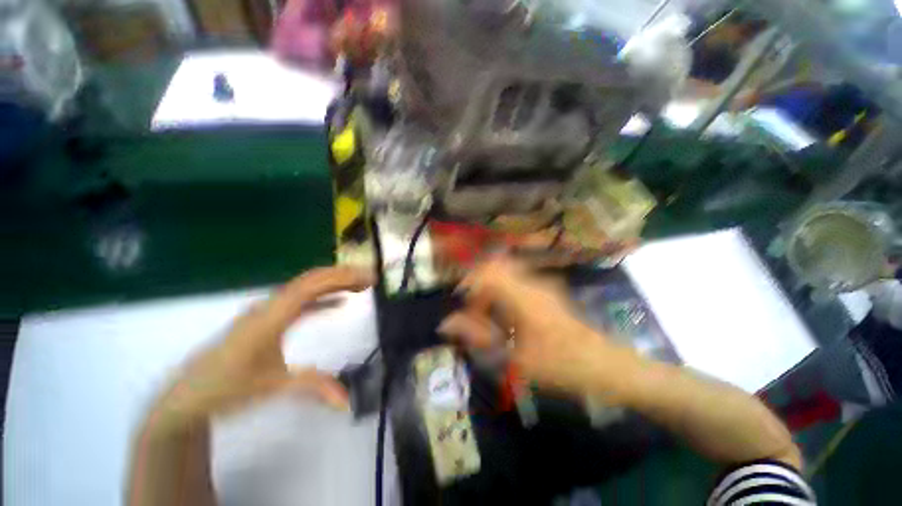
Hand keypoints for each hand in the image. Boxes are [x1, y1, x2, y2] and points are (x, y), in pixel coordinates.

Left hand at [148, 267, 372, 433]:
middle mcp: (270, 306)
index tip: (367, 278)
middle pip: (312, 280)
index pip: (312, 285)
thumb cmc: (227, 389)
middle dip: (344, 276)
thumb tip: (347, 401)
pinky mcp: (268, 319)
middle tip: (371, 279)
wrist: (187, 396)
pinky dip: (322, 298)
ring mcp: (267, 311)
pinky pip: (300, 301)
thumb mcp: (273, 388)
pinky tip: (337, 303)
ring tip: (361, 286)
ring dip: (334, 283)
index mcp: (271, 316)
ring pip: (306, 287)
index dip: (342, 278)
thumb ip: (312, 388)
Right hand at [438, 258, 611, 396]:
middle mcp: (531, 282)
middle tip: (473, 311)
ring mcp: (541, 284)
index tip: (461, 302)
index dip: (468, 282)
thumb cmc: (559, 364)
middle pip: (494, 268)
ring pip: (505, 273)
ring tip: (487, 315)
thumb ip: (478, 336)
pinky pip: (515, 280)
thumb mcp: (513, 357)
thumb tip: (446, 323)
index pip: (486, 271)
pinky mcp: (546, 290)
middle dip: (478, 285)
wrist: (604, 365)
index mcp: (522, 295)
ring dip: (490, 289)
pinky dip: (502, 292)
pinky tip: (504, 315)